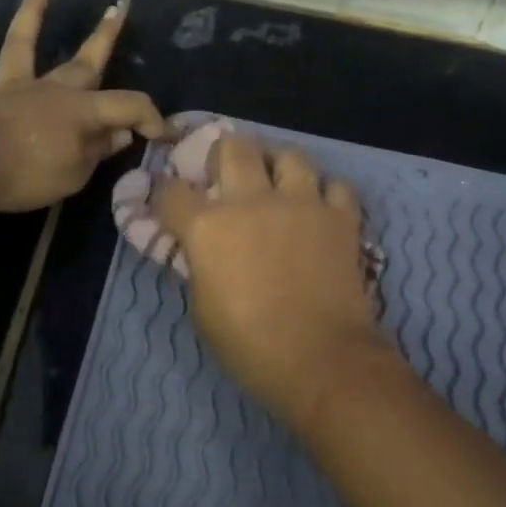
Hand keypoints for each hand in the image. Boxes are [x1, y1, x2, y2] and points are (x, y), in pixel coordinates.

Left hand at [0, 0, 169, 212]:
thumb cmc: (25, 173)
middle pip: (83, 60)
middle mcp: (48, 89)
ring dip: (31, 13)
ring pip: (21, 42)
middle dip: (103, 37)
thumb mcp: (74, 174)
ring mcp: (8, 86)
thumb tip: (120, 134)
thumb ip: (98, 151)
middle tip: (115, 11)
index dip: (151, 118)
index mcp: (80, 110)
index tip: (166, 134)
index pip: (128, 106)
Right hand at [156, 134, 397, 433]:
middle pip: (233, 147)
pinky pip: (335, 185)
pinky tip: (319, 207)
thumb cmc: (249, 344)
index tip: (169, 201)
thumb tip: (201, 248)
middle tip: (227, 174)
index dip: (165, 193)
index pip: (172, 191)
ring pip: (289, 154)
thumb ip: (199, 264)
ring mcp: (301, 203)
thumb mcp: (202, 307)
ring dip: (277, 164)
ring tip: (277, 181)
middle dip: (223, 155)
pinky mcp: (340, 217)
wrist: (320, 359)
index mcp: (208, 226)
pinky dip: (325, 192)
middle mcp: (252, 200)